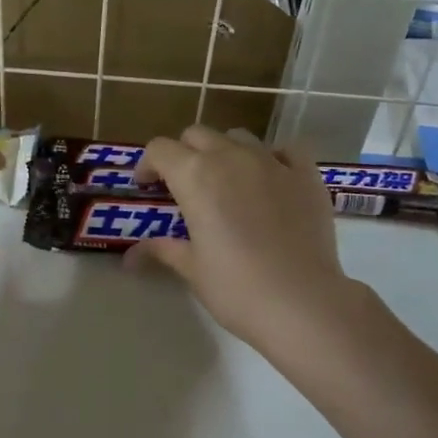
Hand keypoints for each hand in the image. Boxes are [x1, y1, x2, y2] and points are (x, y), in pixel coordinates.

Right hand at [125, 127, 352, 349]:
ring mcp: (272, 162)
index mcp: (195, 176)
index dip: (147, 165)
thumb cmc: (236, 288)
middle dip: (184, 154)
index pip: (160, 149)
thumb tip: (130, 256)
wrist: (302, 303)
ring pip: (239, 137)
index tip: (147, 188)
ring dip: (225, 151)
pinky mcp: (306, 175)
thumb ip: (162, 250)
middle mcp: (231, 157)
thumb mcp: (192, 269)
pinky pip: (286, 149)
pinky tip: (271, 179)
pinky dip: (272, 157)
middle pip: (197, 135)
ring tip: (226, 182)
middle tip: (183, 186)